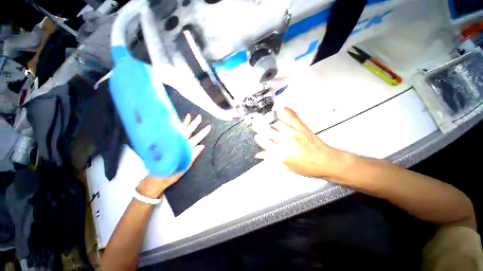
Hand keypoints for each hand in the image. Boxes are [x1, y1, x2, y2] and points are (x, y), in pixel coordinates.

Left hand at [137, 114, 210, 197]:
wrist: (153, 180)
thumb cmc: (170, 175)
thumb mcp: (184, 168)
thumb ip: (192, 156)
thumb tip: (201, 145)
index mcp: (183, 150)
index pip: (195, 139)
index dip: (202, 133)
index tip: (208, 127)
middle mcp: (176, 145)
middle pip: (186, 132)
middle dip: (193, 124)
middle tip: (199, 117)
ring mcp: (170, 144)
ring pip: (178, 131)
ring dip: (185, 123)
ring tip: (188, 116)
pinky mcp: (165, 145)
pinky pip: (172, 134)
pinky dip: (176, 128)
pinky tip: (178, 124)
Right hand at [253, 107, 343, 178]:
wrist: (327, 162)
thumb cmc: (307, 167)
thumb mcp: (286, 167)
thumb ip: (271, 159)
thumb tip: (259, 154)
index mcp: (281, 154)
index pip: (264, 142)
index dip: (259, 138)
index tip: (256, 136)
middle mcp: (285, 142)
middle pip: (267, 130)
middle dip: (259, 126)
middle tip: (255, 124)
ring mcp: (293, 132)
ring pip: (275, 122)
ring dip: (266, 119)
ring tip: (263, 117)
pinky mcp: (301, 127)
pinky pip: (290, 115)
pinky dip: (283, 110)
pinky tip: (278, 108)